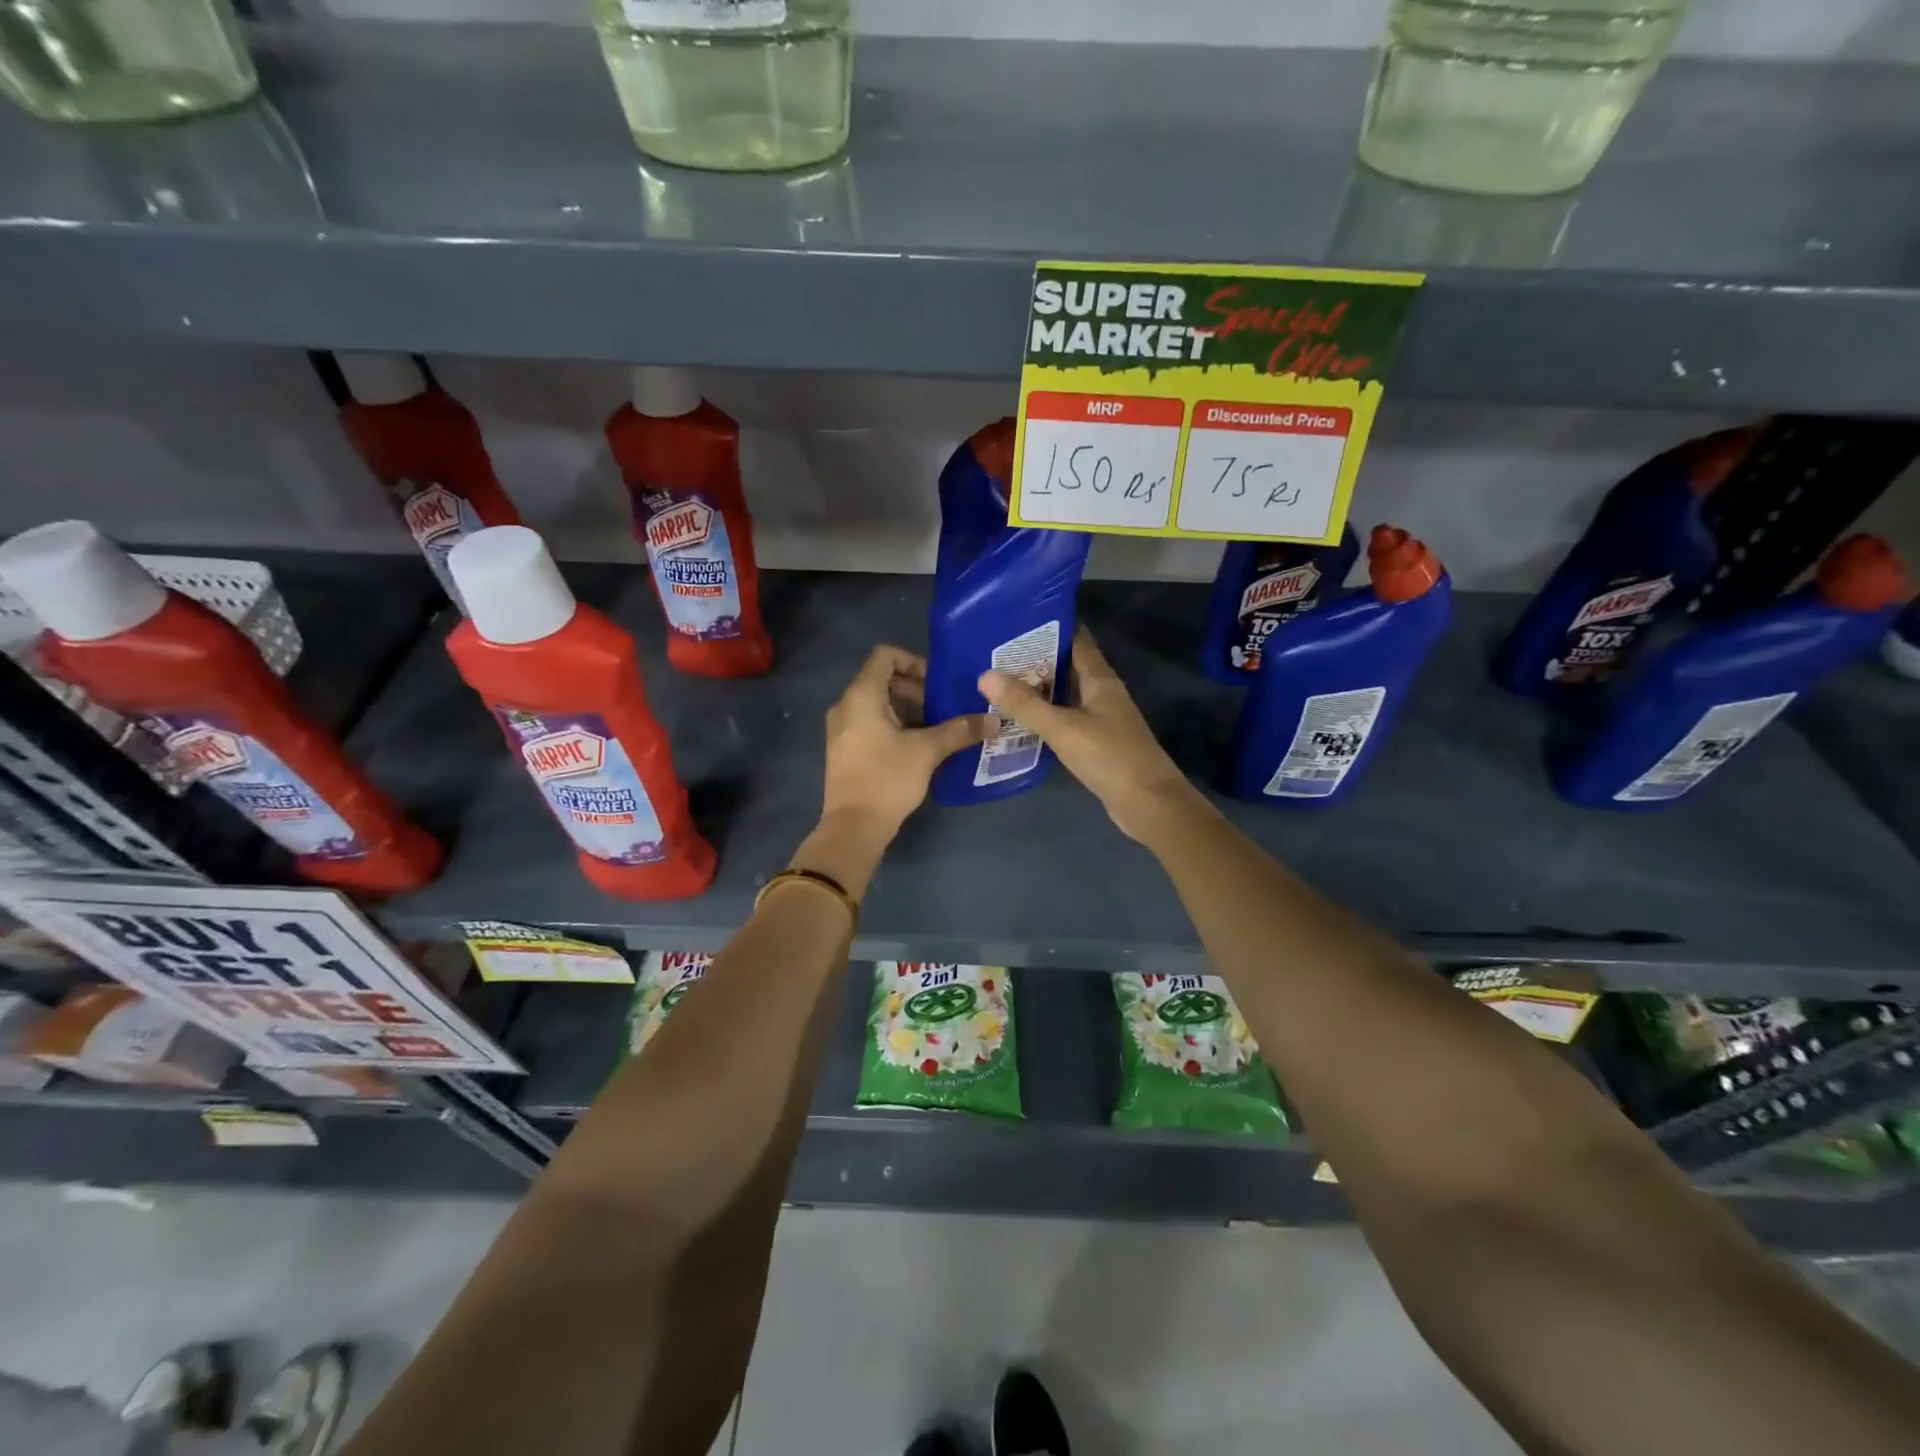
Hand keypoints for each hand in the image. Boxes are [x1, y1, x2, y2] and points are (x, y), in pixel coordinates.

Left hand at [823, 645, 986, 837]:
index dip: (914, 662)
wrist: (853, 827)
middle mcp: (847, 706)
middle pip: (882, 680)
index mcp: (862, 696)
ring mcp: (843, 729)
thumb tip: (994, 720)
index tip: (938, 682)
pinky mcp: (846, 750)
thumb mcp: (928, 751)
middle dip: (916, 689)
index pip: (885, 656)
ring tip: (938, 728)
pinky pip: (871, 724)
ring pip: (878, 704)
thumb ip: (960, 730)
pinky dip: (896, 726)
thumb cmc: (887, 778)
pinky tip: (920, 747)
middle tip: (944, 707)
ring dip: (909, 710)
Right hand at [978, 628, 1209, 842]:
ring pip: (1067, 695)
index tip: (1016, 622)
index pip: (1076, 640)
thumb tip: (985, 675)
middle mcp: (1103, 693)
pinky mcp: (1098, 743)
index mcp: (1100, 680)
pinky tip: (1023, 721)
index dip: (1050, 628)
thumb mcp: (1062, 728)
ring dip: (1040, 689)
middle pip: (1069, 667)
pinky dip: (1047, 716)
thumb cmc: (1109, 756)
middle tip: (996, 654)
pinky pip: (1067, 719)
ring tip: (1001, 683)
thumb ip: (1025, 704)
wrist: (1149, 803)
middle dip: (1037, 660)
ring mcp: (1102, 719)